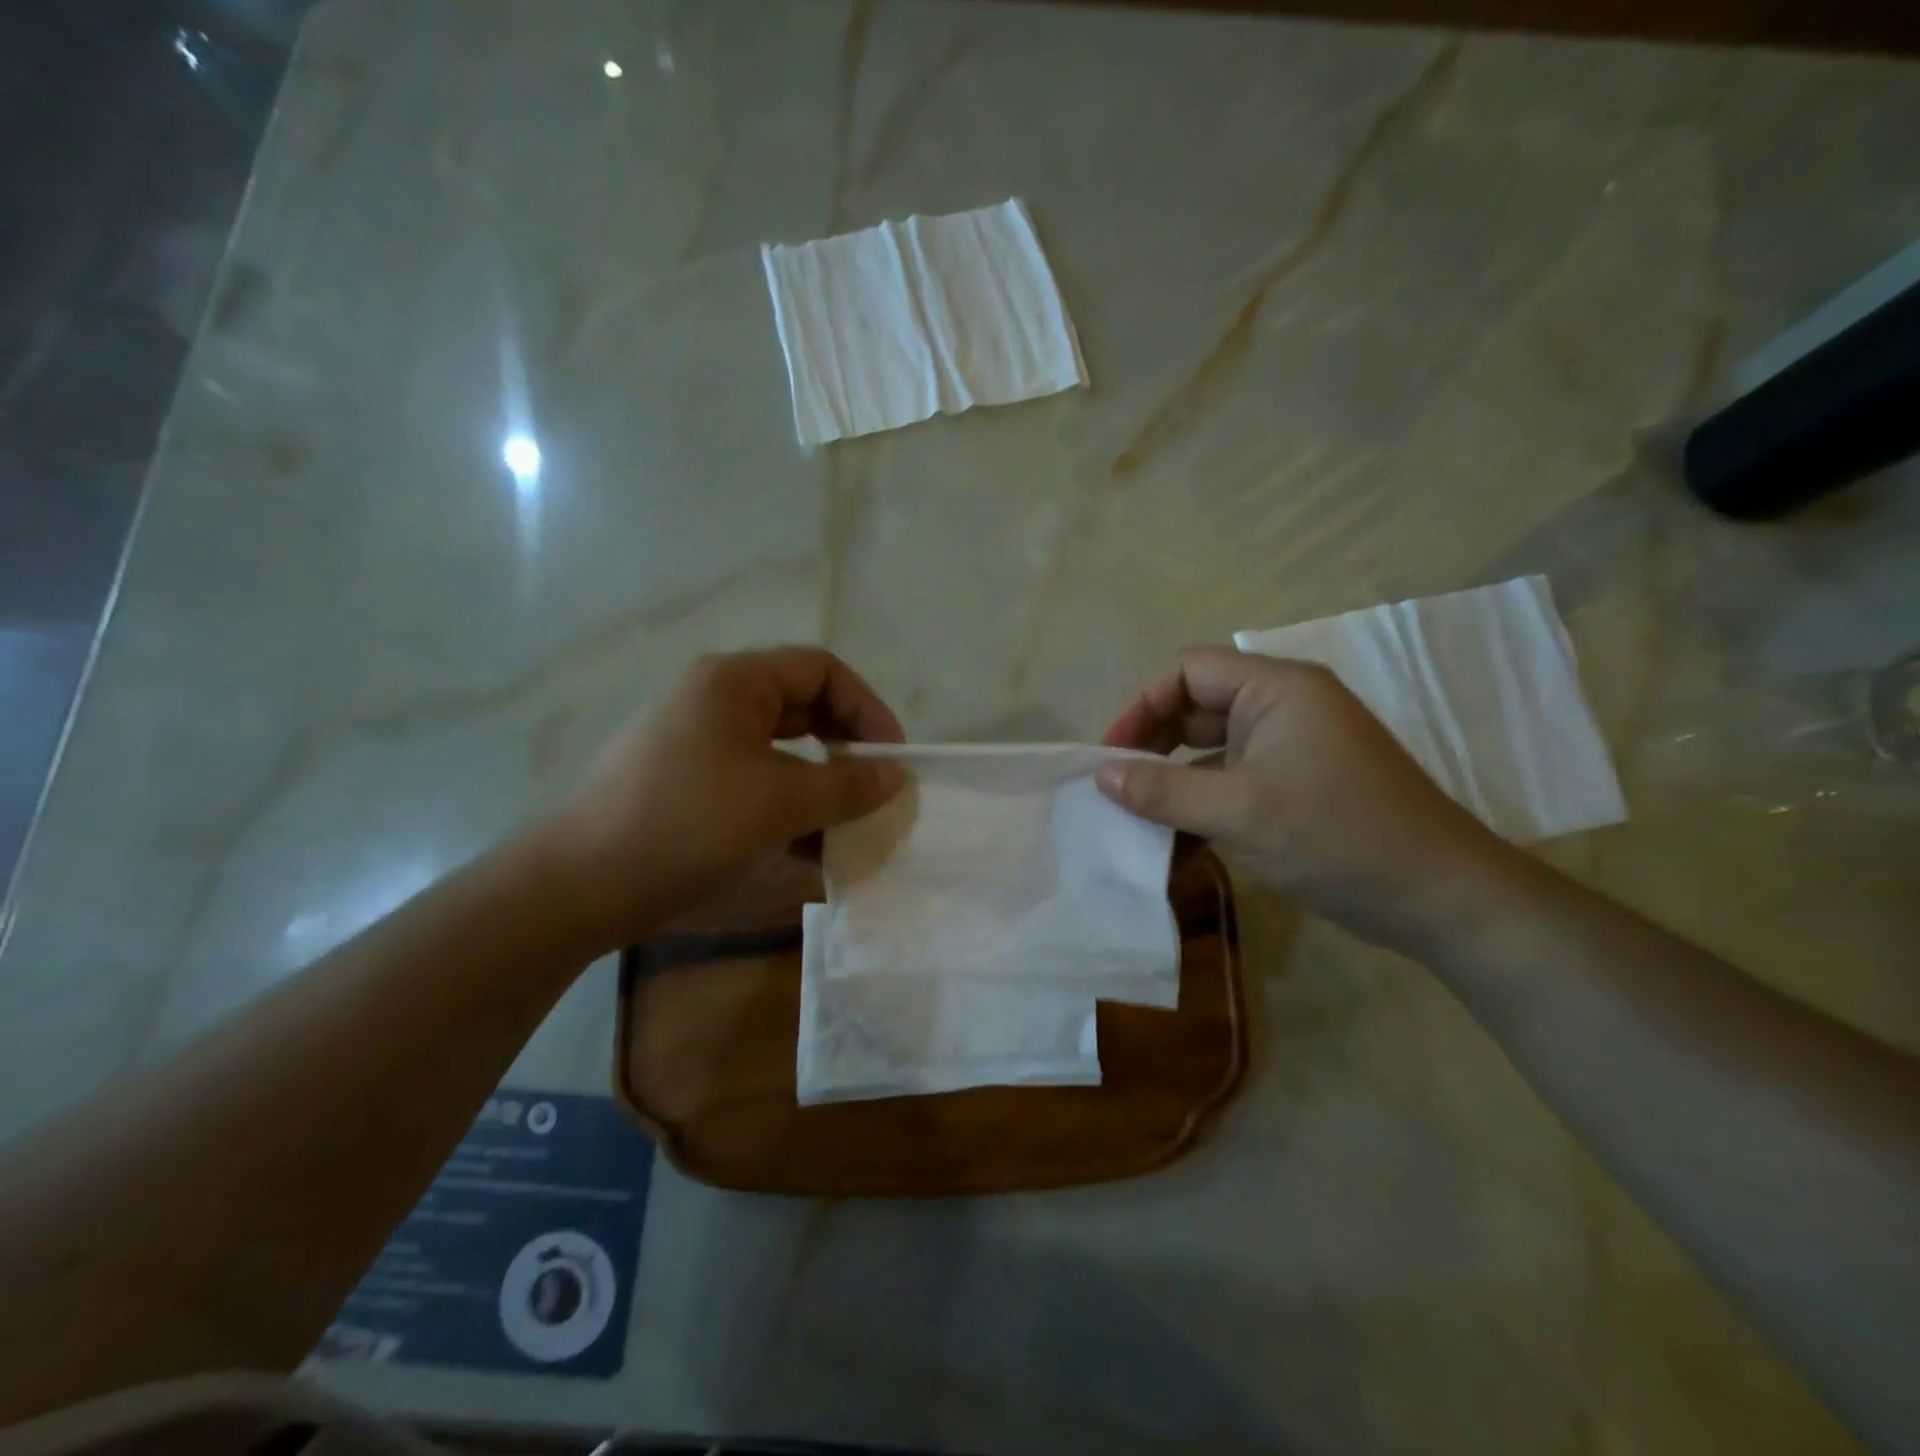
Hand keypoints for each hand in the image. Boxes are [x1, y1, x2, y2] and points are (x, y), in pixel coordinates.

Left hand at [534, 647, 905, 953]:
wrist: (579, 886)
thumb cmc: (687, 825)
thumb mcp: (780, 803)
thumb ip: (847, 786)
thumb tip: (896, 776)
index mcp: (735, 682)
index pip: (822, 670)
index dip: (868, 708)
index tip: (892, 757)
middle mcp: (715, 700)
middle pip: (803, 707)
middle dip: (847, 747)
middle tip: (876, 787)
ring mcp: (698, 742)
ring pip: (781, 750)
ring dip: (821, 783)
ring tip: (849, 822)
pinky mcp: (688, 783)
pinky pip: (755, 781)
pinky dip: (788, 805)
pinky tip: (809, 847)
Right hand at [1098, 647, 1517, 951]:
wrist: (1437, 897)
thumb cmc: (1338, 837)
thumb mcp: (1240, 812)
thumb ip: (1164, 790)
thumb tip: (1101, 775)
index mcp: (1277, 690)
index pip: (1188, 670)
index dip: (1142, 705)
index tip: (1110, 753)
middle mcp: (1283, 707)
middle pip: (1197, 705)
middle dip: (1152, 741)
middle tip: (1117, 785)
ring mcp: (1292, 746)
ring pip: (1211, 745)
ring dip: (1173, 774)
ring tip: (1136, 810)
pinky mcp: (1295, 783)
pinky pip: (1232, 776)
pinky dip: (1201, 797)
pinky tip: (1174, 833)